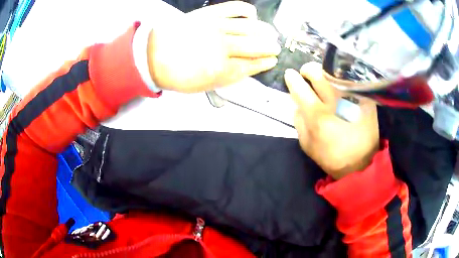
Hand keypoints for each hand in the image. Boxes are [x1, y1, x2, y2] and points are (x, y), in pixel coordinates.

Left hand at [147, 1, 280, 92]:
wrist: (153, 55)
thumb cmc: (177, 74)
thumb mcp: (203, 86)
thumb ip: (227, 78)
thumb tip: (246, 68)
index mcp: (221, 70)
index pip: (251, 65)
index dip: (264, 63)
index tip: (272, 61)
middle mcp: (223, 47)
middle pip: (255, 46)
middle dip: (269, 47)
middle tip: (276, 47)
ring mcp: (217, 28)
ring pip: (250, 28)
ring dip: (264, 31)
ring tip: (271, 33)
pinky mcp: (209, 14)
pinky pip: (235, 8)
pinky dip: (247, 10)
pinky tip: (252, 15)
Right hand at [284, 62, 379, 179]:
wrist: (361, 163)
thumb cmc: (331, 156)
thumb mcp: (307, 144)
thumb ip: (298, 120)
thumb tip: (297, 101)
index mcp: (318, 116)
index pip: (300, 87)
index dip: (292, 78)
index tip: (290, 74)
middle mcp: (335, 102)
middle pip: (317, 72)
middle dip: (307, 69)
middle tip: (307, 74)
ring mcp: (352, 97)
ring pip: (333, 71)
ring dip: (324, 72)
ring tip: (323, 79)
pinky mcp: (364, 97)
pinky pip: (349, 79)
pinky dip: (340, 78)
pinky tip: (339, 85)